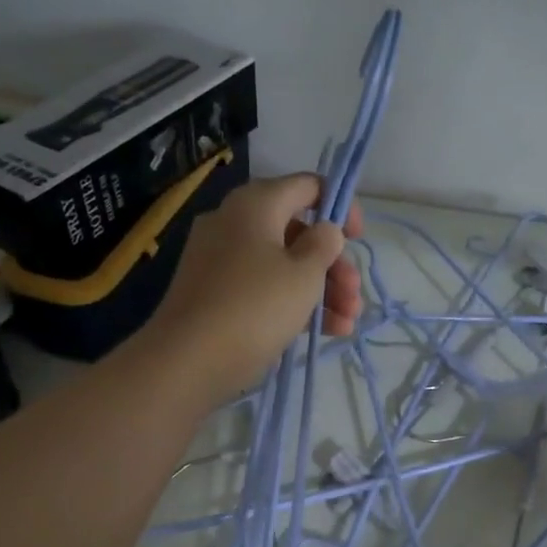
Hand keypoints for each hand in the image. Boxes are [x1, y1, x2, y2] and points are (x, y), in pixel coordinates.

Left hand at [140, 174, 364, 398]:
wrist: (188, 360)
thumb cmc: (255, 307)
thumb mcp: (304, 274)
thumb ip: (324, 245)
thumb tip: (324, 230)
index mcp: (256, 204)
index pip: (307, 186)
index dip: (340, 207)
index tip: (357, 239)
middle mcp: (235, 223)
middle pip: (298, 232)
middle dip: (334, 264)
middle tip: (354, 296)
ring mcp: (221, 260)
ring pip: (283, 265)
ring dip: (321, 290)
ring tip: (347, 323)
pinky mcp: (216, 294)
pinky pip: (263, 288)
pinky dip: (293, 304)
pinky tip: (324, 331)